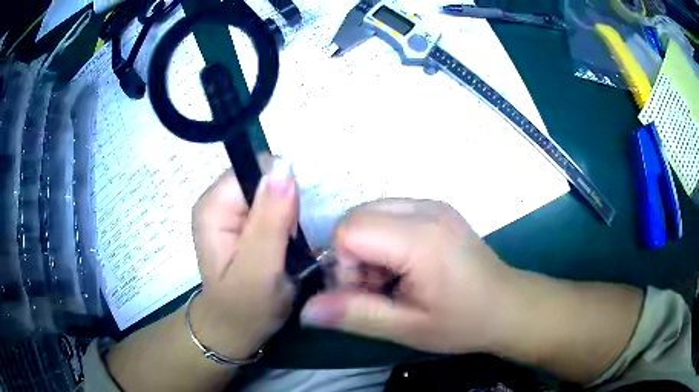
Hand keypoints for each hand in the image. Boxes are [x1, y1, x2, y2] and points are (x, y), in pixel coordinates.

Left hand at [189, 159, 297, 358]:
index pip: (256, 170)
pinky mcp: (241, 221)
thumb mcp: (260, 269)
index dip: (283, 191)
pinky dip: (286, 222)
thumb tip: (284, 166)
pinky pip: (272, 205)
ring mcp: (229, 210)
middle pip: (265, 178)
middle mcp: (217, 201)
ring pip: (272, 191)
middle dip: (287, 205)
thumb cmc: (246, 308)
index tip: (292, 225)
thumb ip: (271, 219)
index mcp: (213, 207)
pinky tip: (285, 245)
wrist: (235, 328)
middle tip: (289, 242)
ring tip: (288, 247)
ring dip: (289, 215)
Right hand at [300, 199, 513, 353]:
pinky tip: (404, 265)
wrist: (508, 305)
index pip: (350, 229)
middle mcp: (426, 209)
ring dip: (367, 246)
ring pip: (370, 212)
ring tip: (392, 279)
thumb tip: (306, 310)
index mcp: (422, 239)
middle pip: (357, 216)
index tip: (364, 292)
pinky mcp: (436, 208)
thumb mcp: (407, 328)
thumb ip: (355, 315)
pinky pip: (388, 212)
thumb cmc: (463, 322)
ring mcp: (433, 204)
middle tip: (377, 288)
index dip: (344, 264)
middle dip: (353, 254)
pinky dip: (382, 238)